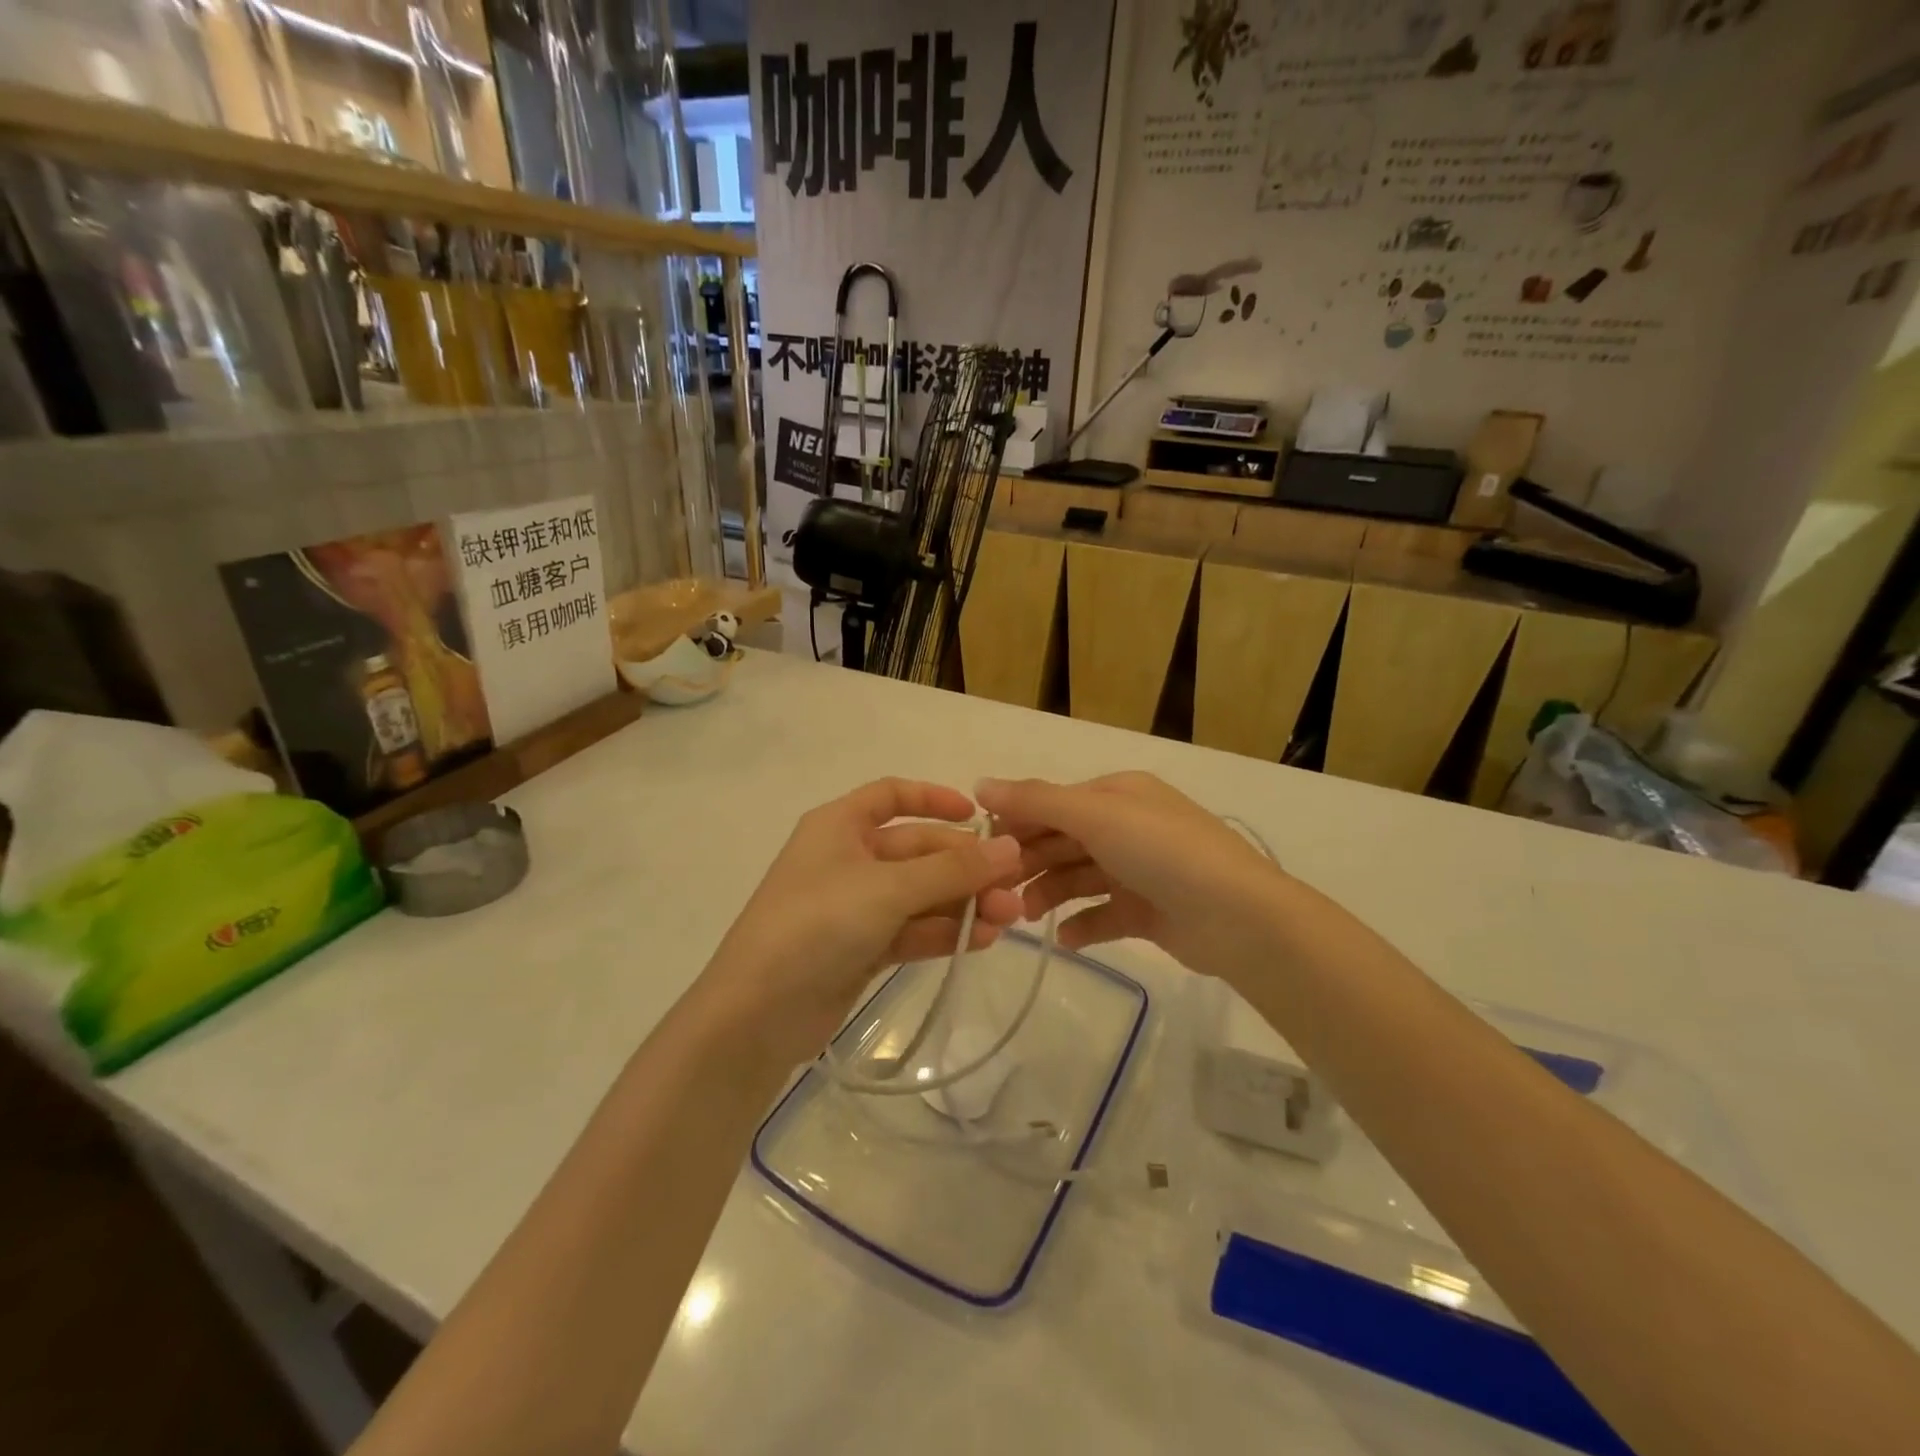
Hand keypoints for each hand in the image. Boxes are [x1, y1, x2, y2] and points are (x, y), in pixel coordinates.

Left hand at [705, 779, 1023, 1064]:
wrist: (756, 1014)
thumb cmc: (817, 925)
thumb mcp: (888, 889)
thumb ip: (951, 869)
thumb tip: (1010, 847)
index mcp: (840, 825)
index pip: (891, 795)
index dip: (935, 799)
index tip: (979, 817)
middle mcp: (847, 858)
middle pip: (917, 851)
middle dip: (965, 868)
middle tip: (1012, 889)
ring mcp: (853, 906)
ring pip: (919, 894)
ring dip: (962, 903)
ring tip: (1007, 920)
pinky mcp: (860, 948)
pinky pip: (911, 929)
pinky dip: (943, 932)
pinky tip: (982, 941)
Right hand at [975, 772, 1285, 980]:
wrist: (1239, 918)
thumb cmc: (1163, 853)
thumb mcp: (1097, 816)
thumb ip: (1037, 800)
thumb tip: (980, 783)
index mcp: (1118, 794)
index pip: (1054, 803)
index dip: (1016, 822)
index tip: (980, 849)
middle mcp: (1128, 826)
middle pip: (1063, 841)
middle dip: (1029, 862)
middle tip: (995, 890)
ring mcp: (1141, 870)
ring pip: (1080, 878)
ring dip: (1050, 894)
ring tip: (1024, 916)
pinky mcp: (1150, 912)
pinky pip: (1104, 915)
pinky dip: (1083, 924)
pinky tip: (1066, 939)